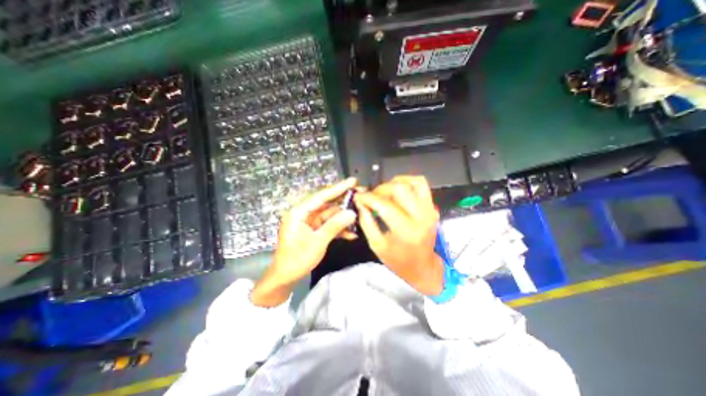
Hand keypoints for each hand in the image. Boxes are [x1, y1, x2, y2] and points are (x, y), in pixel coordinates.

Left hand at [251, 178, 359, 307]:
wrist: (285, 277)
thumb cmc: (297, 259)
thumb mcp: (318, 242)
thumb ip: (335, 226)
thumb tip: (352, 213)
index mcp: (299, 212)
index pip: (321, 196)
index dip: (338, 188)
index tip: (352, 181)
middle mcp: (304, 214)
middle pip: (327, 203)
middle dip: (344, 201)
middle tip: (360, 195)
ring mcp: (310, 222)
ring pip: (330, 215)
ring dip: (344, 217)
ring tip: (361, 214)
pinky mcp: (314, 230)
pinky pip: (328, 225)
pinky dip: (339, 228)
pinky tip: (352, 234)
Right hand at [354, 175, 439, 292]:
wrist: (423, 266)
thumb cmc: (398, 261)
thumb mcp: (377, 245)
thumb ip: (366, 222)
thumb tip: (360, 203)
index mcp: (406, 231)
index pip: (384, 204)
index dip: (368, 197)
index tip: (358, 197)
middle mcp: (421, 216)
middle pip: (399, 188)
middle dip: (380, 189)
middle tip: (371, 197)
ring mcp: (429, 209)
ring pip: (412, 182)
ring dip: (394, 183)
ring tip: (385, 192)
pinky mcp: (432, 206)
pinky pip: (421, 184)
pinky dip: (408, 181)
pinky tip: (398, 189)